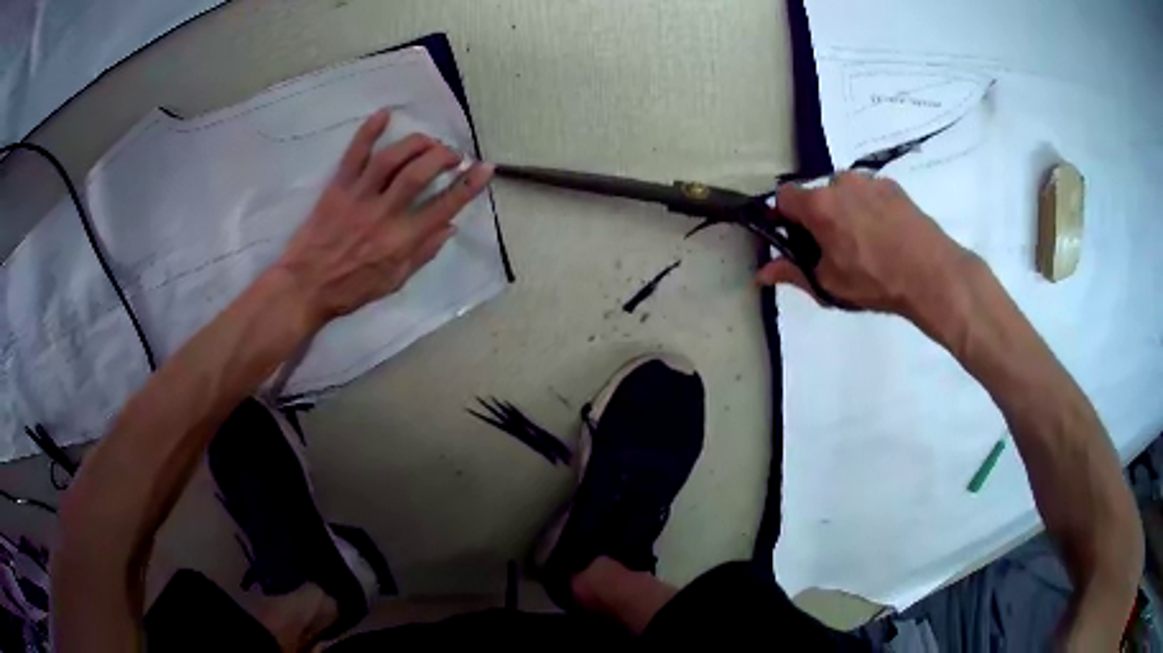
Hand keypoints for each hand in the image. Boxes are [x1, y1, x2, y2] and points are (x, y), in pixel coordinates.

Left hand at [274, 110, 493, 327]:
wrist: (305, 286)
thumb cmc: (350, 288)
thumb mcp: (394, 281)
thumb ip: (422, 254)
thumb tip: (450, 227)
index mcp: (401, 241)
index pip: (444, 206)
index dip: (469, 184)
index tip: (485, 167)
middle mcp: (383, 214)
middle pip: (419, 174)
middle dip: (443, 156)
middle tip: (453, 154)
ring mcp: (359, 197)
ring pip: (392, 159)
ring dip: (416, 143)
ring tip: (429, 141)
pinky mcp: (337, 188)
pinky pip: (354, 154)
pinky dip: (369, 131)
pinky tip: (384, 114)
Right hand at [757, 172, 976, 320]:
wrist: (931, 273)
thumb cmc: (876, 281)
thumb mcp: (830, 284)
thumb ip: (793, 272)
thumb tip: (761, 272)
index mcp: (819, 205)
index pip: (783, 196)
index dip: (784, 217)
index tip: (796, 239)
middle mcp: (840, 182)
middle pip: (817, 194)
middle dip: (819, 216)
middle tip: (835, 247)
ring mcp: (869, 180)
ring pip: (844, 191)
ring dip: (845, 210)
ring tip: (866, 242)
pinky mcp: (892, 184)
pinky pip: (869, 192)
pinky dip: (869, 207)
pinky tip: (886, 233)